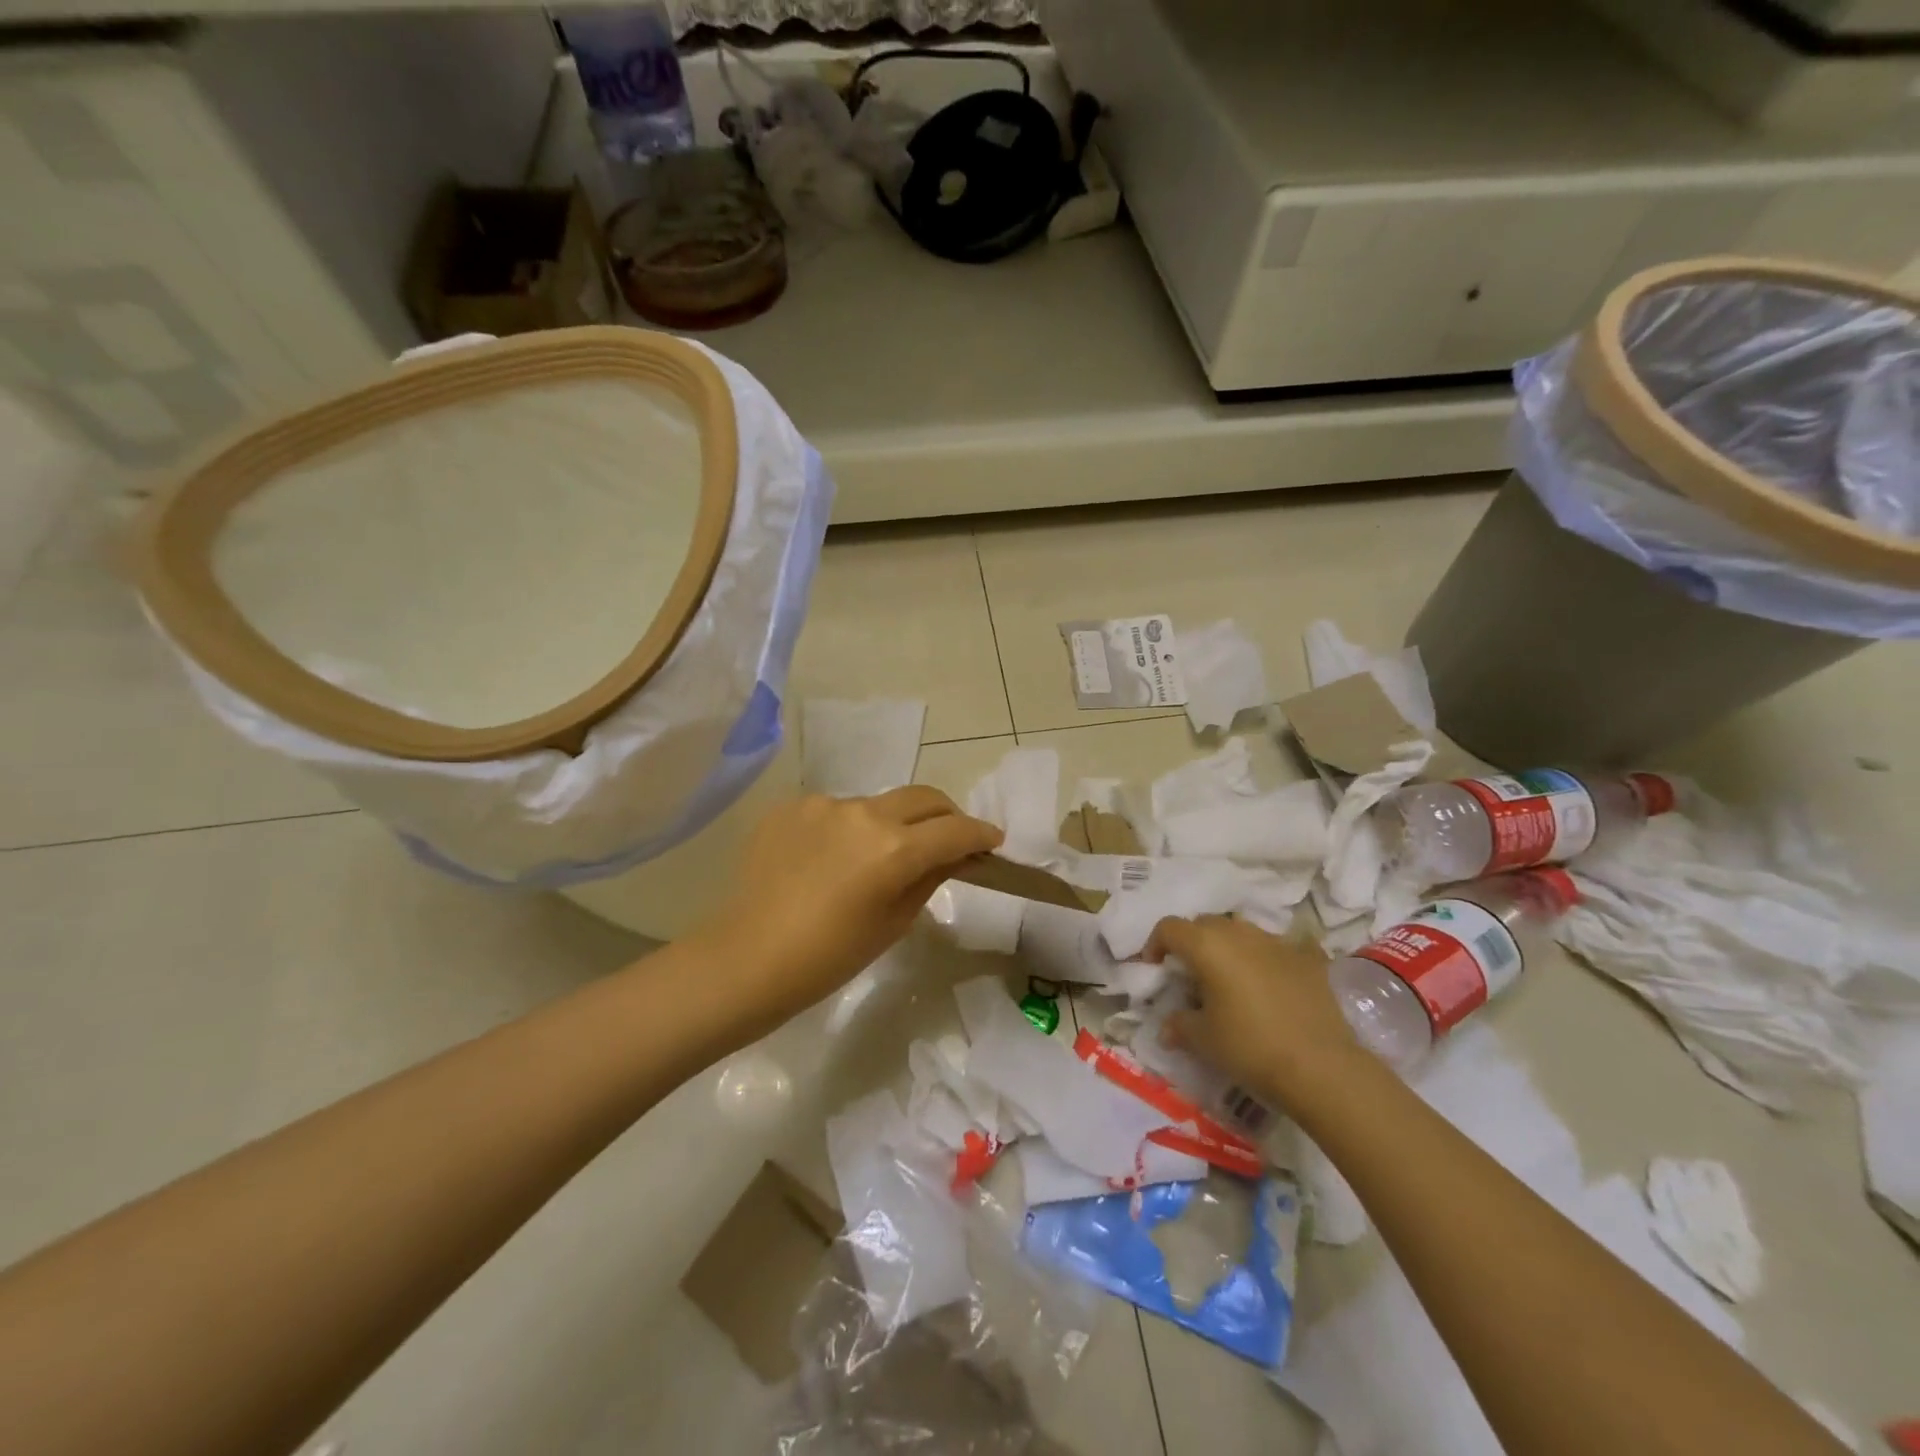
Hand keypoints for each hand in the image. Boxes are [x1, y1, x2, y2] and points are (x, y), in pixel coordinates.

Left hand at [700, 787, 1002, 1028]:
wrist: (747, 959)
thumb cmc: (829, 957)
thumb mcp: (893, 923)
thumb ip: (929, 878)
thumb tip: (952, 856)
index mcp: (894, 848)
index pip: (955, 830)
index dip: (981, 834)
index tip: (993, 841)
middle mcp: (864, 813)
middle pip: (923, 797)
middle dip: (946, 815)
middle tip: (951, 837)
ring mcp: (824, 805)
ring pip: (877, 804)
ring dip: (891, 824)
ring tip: (877, 857)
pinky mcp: (792, 807)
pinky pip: (835, 811)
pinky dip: (847, 829)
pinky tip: (830, 860)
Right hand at [1145, 916, 1367, 1109]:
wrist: (1321, 1066)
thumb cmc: (1250, 1047)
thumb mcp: (1203, 1040)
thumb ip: (1179, 1024)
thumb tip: (1168, 1027)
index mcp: (1207, 945)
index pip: (1169, 927)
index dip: (1155, 944)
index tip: (1155, 968)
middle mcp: (1240, 933)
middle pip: (1205, 923)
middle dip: (1192, 942)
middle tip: (1191, 974)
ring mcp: (1277, 942)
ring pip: (1242, 931)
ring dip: (1229, 947)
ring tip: (1231, 979)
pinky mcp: (1308, 958)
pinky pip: (1278, 948)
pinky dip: (1266, 959)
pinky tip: (1271, 984)